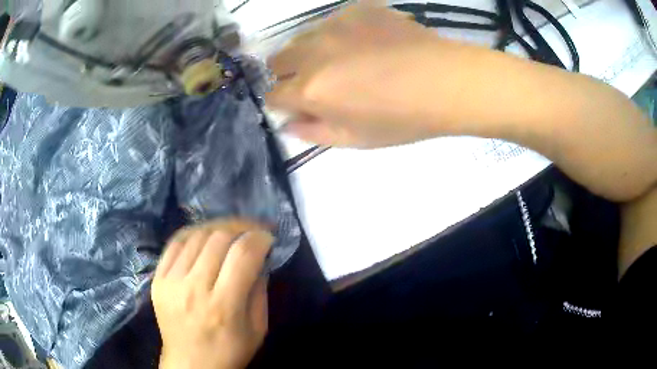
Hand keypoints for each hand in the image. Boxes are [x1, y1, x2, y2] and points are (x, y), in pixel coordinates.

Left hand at [152, 219, 272, 368]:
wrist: (189, 365)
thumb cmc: (229, 352)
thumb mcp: (257, 329)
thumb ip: (259, 291)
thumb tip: (260, 258)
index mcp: (223, 306)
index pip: (243, 254)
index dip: (260, 238)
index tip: (268, 238)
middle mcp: (194, 289)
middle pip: (219, 238)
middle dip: (241, 228)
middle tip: (252, 233)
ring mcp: (171, 281)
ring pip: (196, 235)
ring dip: (219, 228)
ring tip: (230, 233)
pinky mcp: (157, 279)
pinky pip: (175, 243)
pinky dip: (194, 234)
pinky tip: (205, 237)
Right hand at [266, 2, 456, 147]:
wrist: (446, 81)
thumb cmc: (403, 118)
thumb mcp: (355, 139)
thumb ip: (313, 132)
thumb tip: (287, 124)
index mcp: (311, 90)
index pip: (272, 95)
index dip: (282, 102)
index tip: (298, 105)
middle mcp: (313, 52)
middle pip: (278, 60)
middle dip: (288, 73)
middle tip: (317, 81)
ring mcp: (334, 25)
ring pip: (302, 37)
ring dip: (310, 51)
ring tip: (344, 59)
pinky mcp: (355, 9)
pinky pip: (332, 21)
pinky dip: (338, 34)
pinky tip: (365, 43)